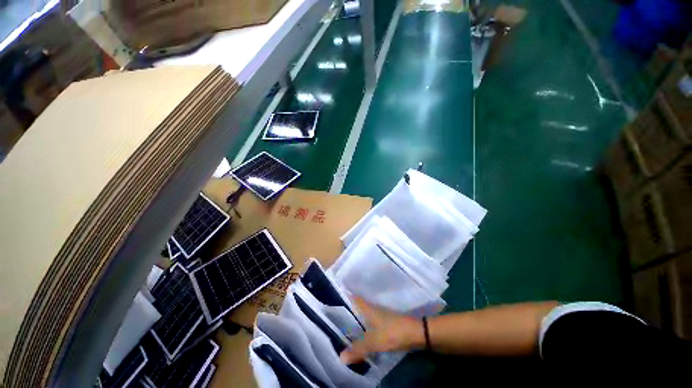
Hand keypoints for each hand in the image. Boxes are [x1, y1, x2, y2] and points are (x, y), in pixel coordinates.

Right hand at [339, 297, 424, 364]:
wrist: (415, 333)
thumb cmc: (392, 332)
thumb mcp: (374, 342)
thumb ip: (358, 349)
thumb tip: (340, 357)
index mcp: (368, 309)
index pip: (355, 298)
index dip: (347, 294)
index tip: (338, 290)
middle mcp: (374, 309)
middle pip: (360, 305)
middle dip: (350, 306)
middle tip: (339, 311)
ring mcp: (381, 314)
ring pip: (366, 312)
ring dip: (358, 315)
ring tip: (348, 321)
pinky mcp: (387, 322)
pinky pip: (372, 320)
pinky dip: (366, 323)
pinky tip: (363, 330)